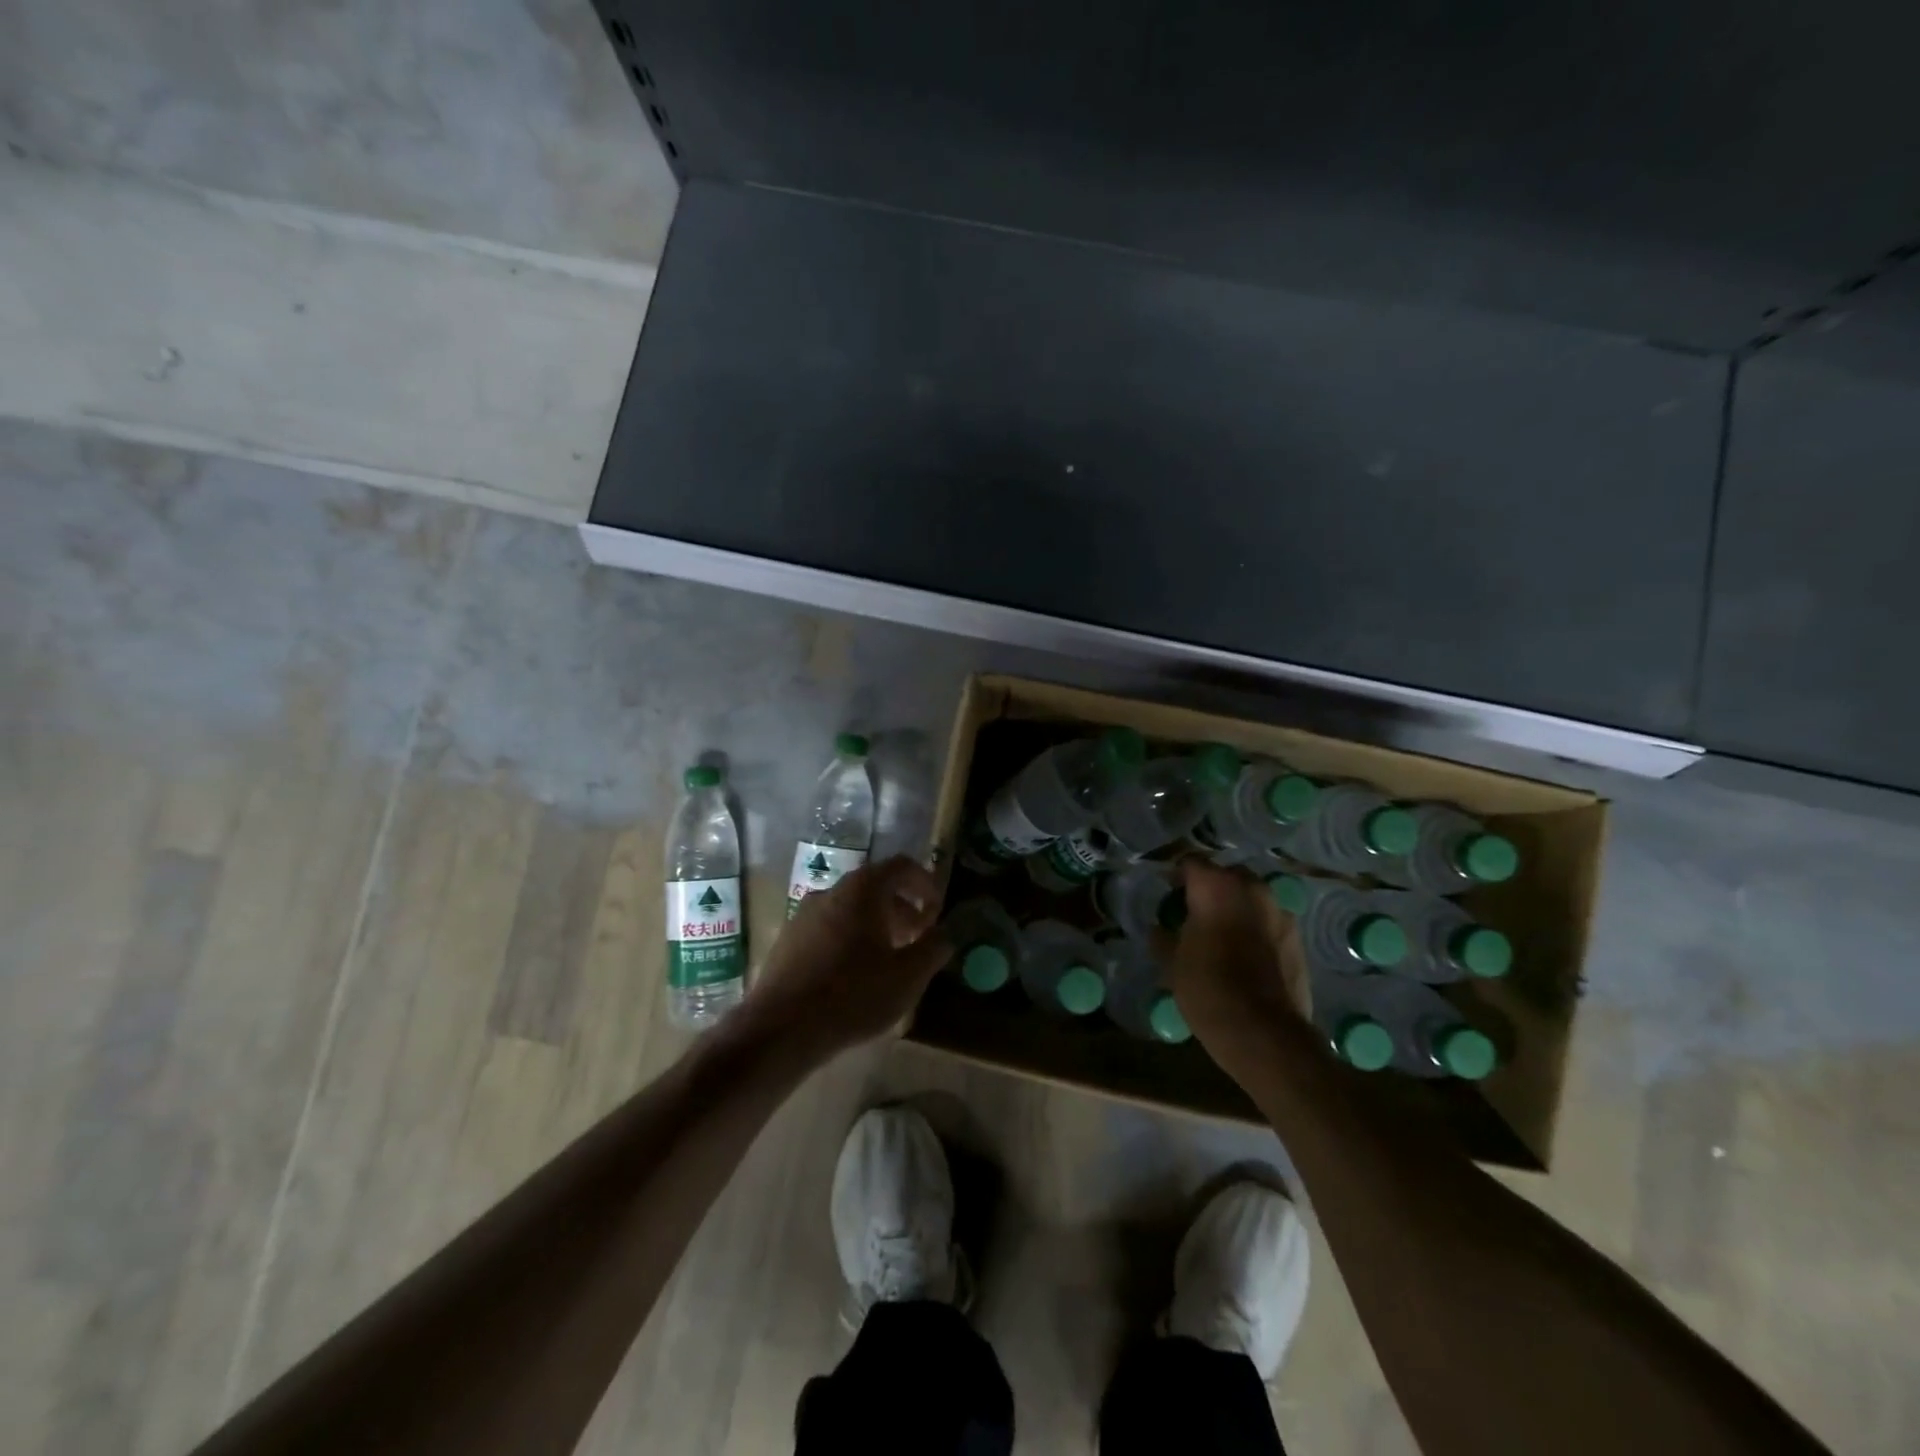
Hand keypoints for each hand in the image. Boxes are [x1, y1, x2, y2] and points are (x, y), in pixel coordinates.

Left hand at [744, 855, 948, 1060]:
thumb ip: (933, 948)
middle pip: (874, 886)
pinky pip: (829, 927)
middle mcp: (831, 891)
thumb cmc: (854, 995)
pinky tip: (854, 975)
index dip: (925, 883)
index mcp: (862, 890)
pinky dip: (850, 938)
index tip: (937, 911)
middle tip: (918, 938)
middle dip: (902, 908)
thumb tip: (945, 934)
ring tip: (889, 959)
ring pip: (850, 908)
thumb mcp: (908, 976)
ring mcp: (804, 914)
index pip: (901, 866)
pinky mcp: (788, 940)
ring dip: (876, 925)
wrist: (781, 1029)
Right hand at [1168, 859, 1312, 1049]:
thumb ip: (1164, 937)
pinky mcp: (1297, 937)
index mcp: (1216, 886)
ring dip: (1234, 907)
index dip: (1176, 875)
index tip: (1166, 893)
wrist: (1265, 1033)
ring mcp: (1279, 911)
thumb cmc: (1208, 990)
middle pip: (1225, 875)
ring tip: (1220, 933)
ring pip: (1250, 897)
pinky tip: (1244, 952)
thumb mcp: (1172, 963)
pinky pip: (1268, 920)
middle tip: (1192, 912)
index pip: (1190, 862)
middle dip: (1209, 888)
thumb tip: (1160, 928)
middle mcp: (1251, 889)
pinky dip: (1254, 927)